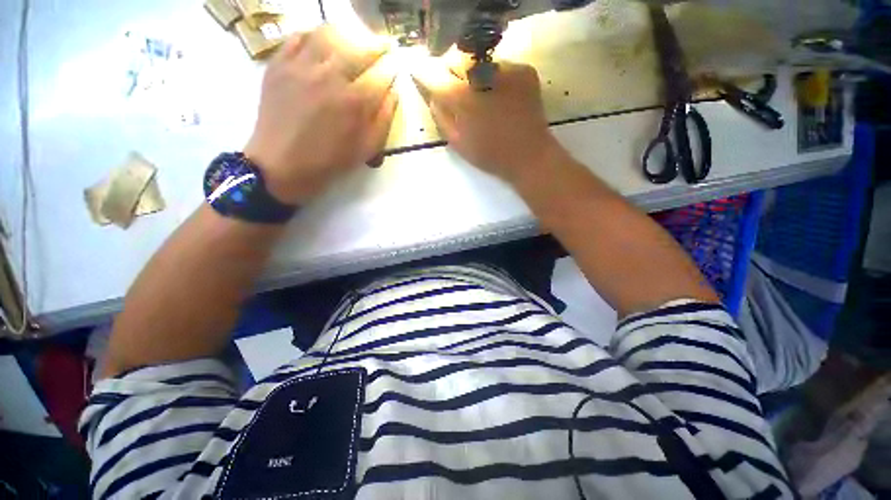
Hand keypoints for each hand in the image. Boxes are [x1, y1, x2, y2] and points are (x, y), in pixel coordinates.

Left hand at [244, 26, 397, 203]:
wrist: (281, 165)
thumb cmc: (329, 161)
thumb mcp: (365, 149)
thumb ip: (383, 120)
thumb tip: (393, 94)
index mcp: (355, 101)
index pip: (381, 75)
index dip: (392, 69)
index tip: (396, 67)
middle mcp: (330, 76)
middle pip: (359, 48)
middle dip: (377, 46)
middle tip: (383, 46)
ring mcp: (301, 66)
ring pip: (328, 34)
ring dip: (347, 35)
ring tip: (353, 40)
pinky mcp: (278, 65)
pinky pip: (297, 37)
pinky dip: (312, 35)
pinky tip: (320, 43)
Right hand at [413, 62, 562, 183]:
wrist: (529, 155)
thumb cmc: (490, 155)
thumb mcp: (457, 143)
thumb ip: (440, 116)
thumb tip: (433, 96)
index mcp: (460, 96)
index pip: (431, 73)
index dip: (425, 76)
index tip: (425, 80)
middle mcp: (480, 73)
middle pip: (454, 58)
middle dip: (449, 72)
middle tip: (455, 91)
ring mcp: (505, 68)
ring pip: (477, 59)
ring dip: (472, 73)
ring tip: (480, 96)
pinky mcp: (523, 70)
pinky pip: (500, 65)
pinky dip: (494, 77)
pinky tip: (499, 97)